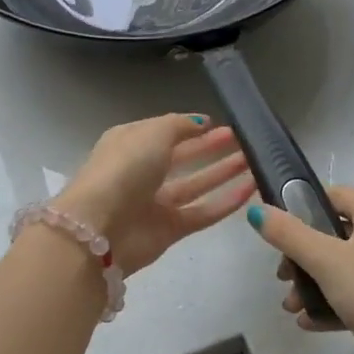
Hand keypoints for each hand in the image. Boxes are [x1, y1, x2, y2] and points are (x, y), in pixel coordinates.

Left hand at [56, 114, 254, 273]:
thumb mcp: (152, 133)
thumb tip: (201, 122)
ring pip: (195, 185)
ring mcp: (155, 203)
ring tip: (254, 161)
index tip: (220, 123)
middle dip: (210, 148)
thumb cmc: (123, 169)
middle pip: (182, 157)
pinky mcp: (169, 230)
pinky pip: (202, 213)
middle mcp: (141, 172)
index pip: (164, 132)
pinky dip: (225, 202)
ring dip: (223, 172)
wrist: (99, 228)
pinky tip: (250, 189)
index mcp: (130, 143)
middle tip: (243, 140)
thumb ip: (179, 125)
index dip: (190, 127)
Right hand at [248, 186, 353, 353]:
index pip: (338, 194)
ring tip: (290, 306)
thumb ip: (288, 234)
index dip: (306, 203)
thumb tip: (256, 210)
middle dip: (302, 254)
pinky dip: (331, 305)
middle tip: (282, 275)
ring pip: (342, 269)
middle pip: (334, 234)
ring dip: (312, 284)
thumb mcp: (326, 261)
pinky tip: (309, 323)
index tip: (280, 225)